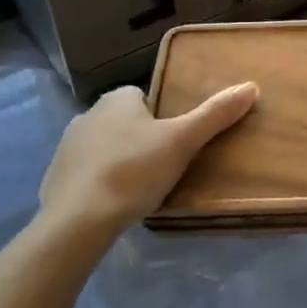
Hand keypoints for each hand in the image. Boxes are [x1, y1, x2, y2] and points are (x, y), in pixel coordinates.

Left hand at [38, 82, 258, 236]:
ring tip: (141, 190)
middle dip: (142, 140)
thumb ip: (215, 114)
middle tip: (165, 168)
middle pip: (126, 122)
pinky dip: (100, 185)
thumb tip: (251, 86)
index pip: (147, 98)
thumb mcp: (183, 141)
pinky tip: (114, 205)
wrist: (76, 221)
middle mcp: (88, 114)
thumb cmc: (133, 171)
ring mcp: (67, 147)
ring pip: (105, 148)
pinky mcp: (54, 179)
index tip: (177, 143)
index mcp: (117, 99)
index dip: (164, 118)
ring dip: (121, 162)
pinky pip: (86, 175)